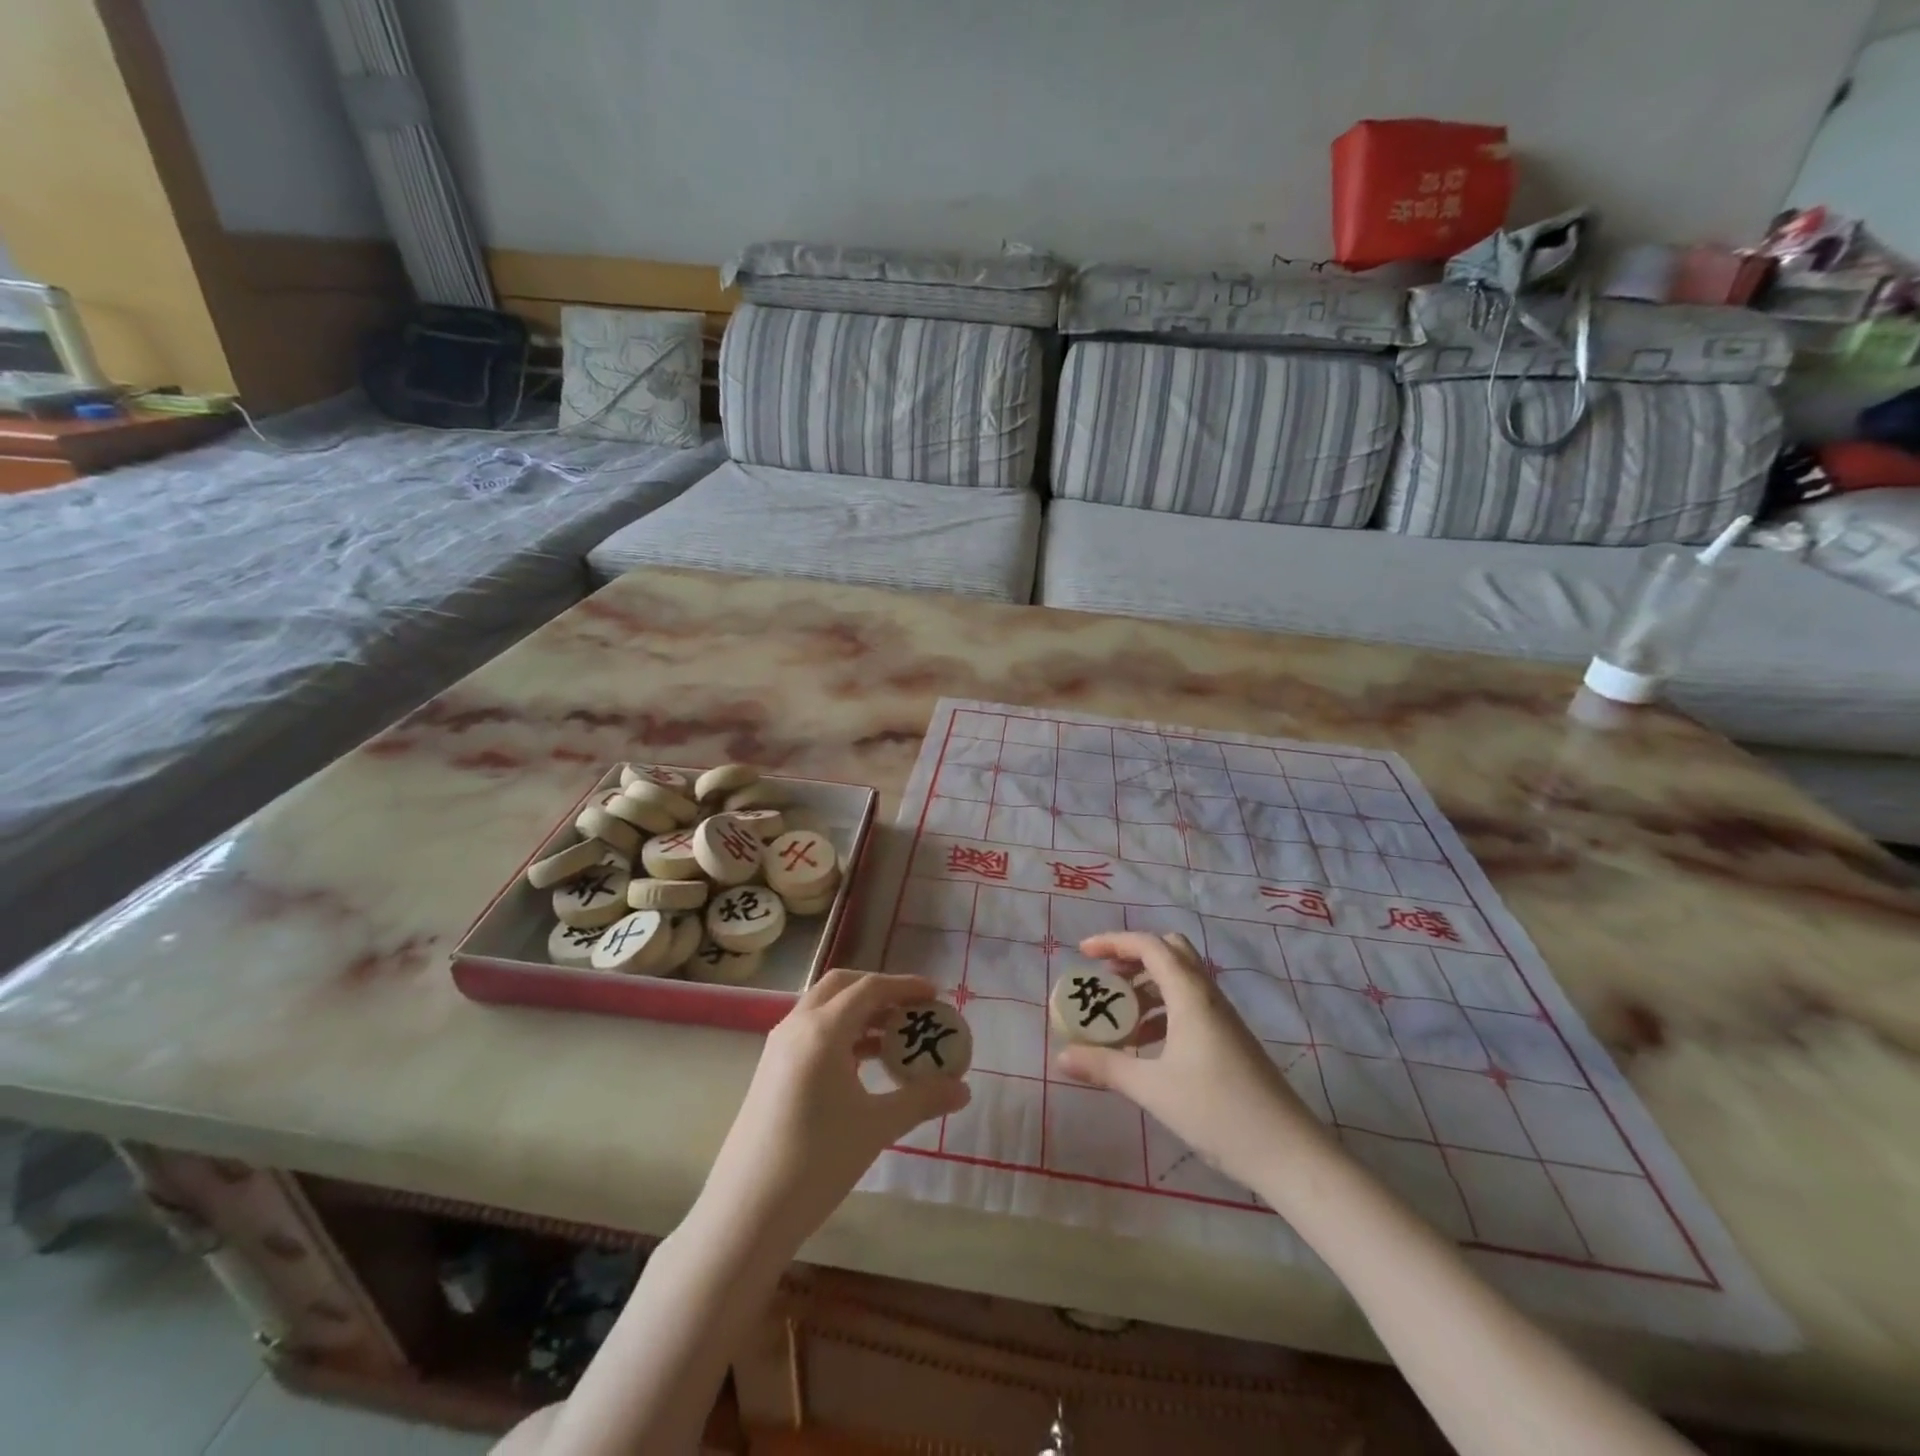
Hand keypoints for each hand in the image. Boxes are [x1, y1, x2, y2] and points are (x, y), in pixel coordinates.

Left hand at [699, 970, 969, 1247]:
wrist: (747, 1213)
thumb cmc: (816, 1162)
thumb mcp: (876, 1127)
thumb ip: (922, 1100)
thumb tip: (963, 1090)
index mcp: (822, 1030)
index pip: (869, 988)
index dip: (905, 986)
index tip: (935, 993)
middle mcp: (796, 1026)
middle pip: (842, 986)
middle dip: (879, 990)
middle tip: (912, 1008)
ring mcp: (779, 1047)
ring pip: (824, 1008)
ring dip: (859, 1012)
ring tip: (894, 1038)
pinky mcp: (771, 1070)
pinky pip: (811, 1032)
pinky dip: (841, 1033)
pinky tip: (863, 1064)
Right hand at [1055, 932, 1330, 1187]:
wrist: (1289, 1153)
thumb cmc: (1218, 1112)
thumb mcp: (1153, 1089)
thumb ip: (1106, 1067)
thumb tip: (1062, 1055)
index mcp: (1191, 995)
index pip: (1149, 946)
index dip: (1114, 941)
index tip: (1083, 953)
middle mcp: (1208, 996)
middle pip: (1170, 952)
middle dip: (1133, 958)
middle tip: (1105, 979)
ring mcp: (1222, 1018)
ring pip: (1180, 981)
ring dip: (1147, 988)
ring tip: (1118, 1018)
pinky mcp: (1229, 1040)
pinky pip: (1189, 1007)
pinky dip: (1162, 1012)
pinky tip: (1146, 1046)